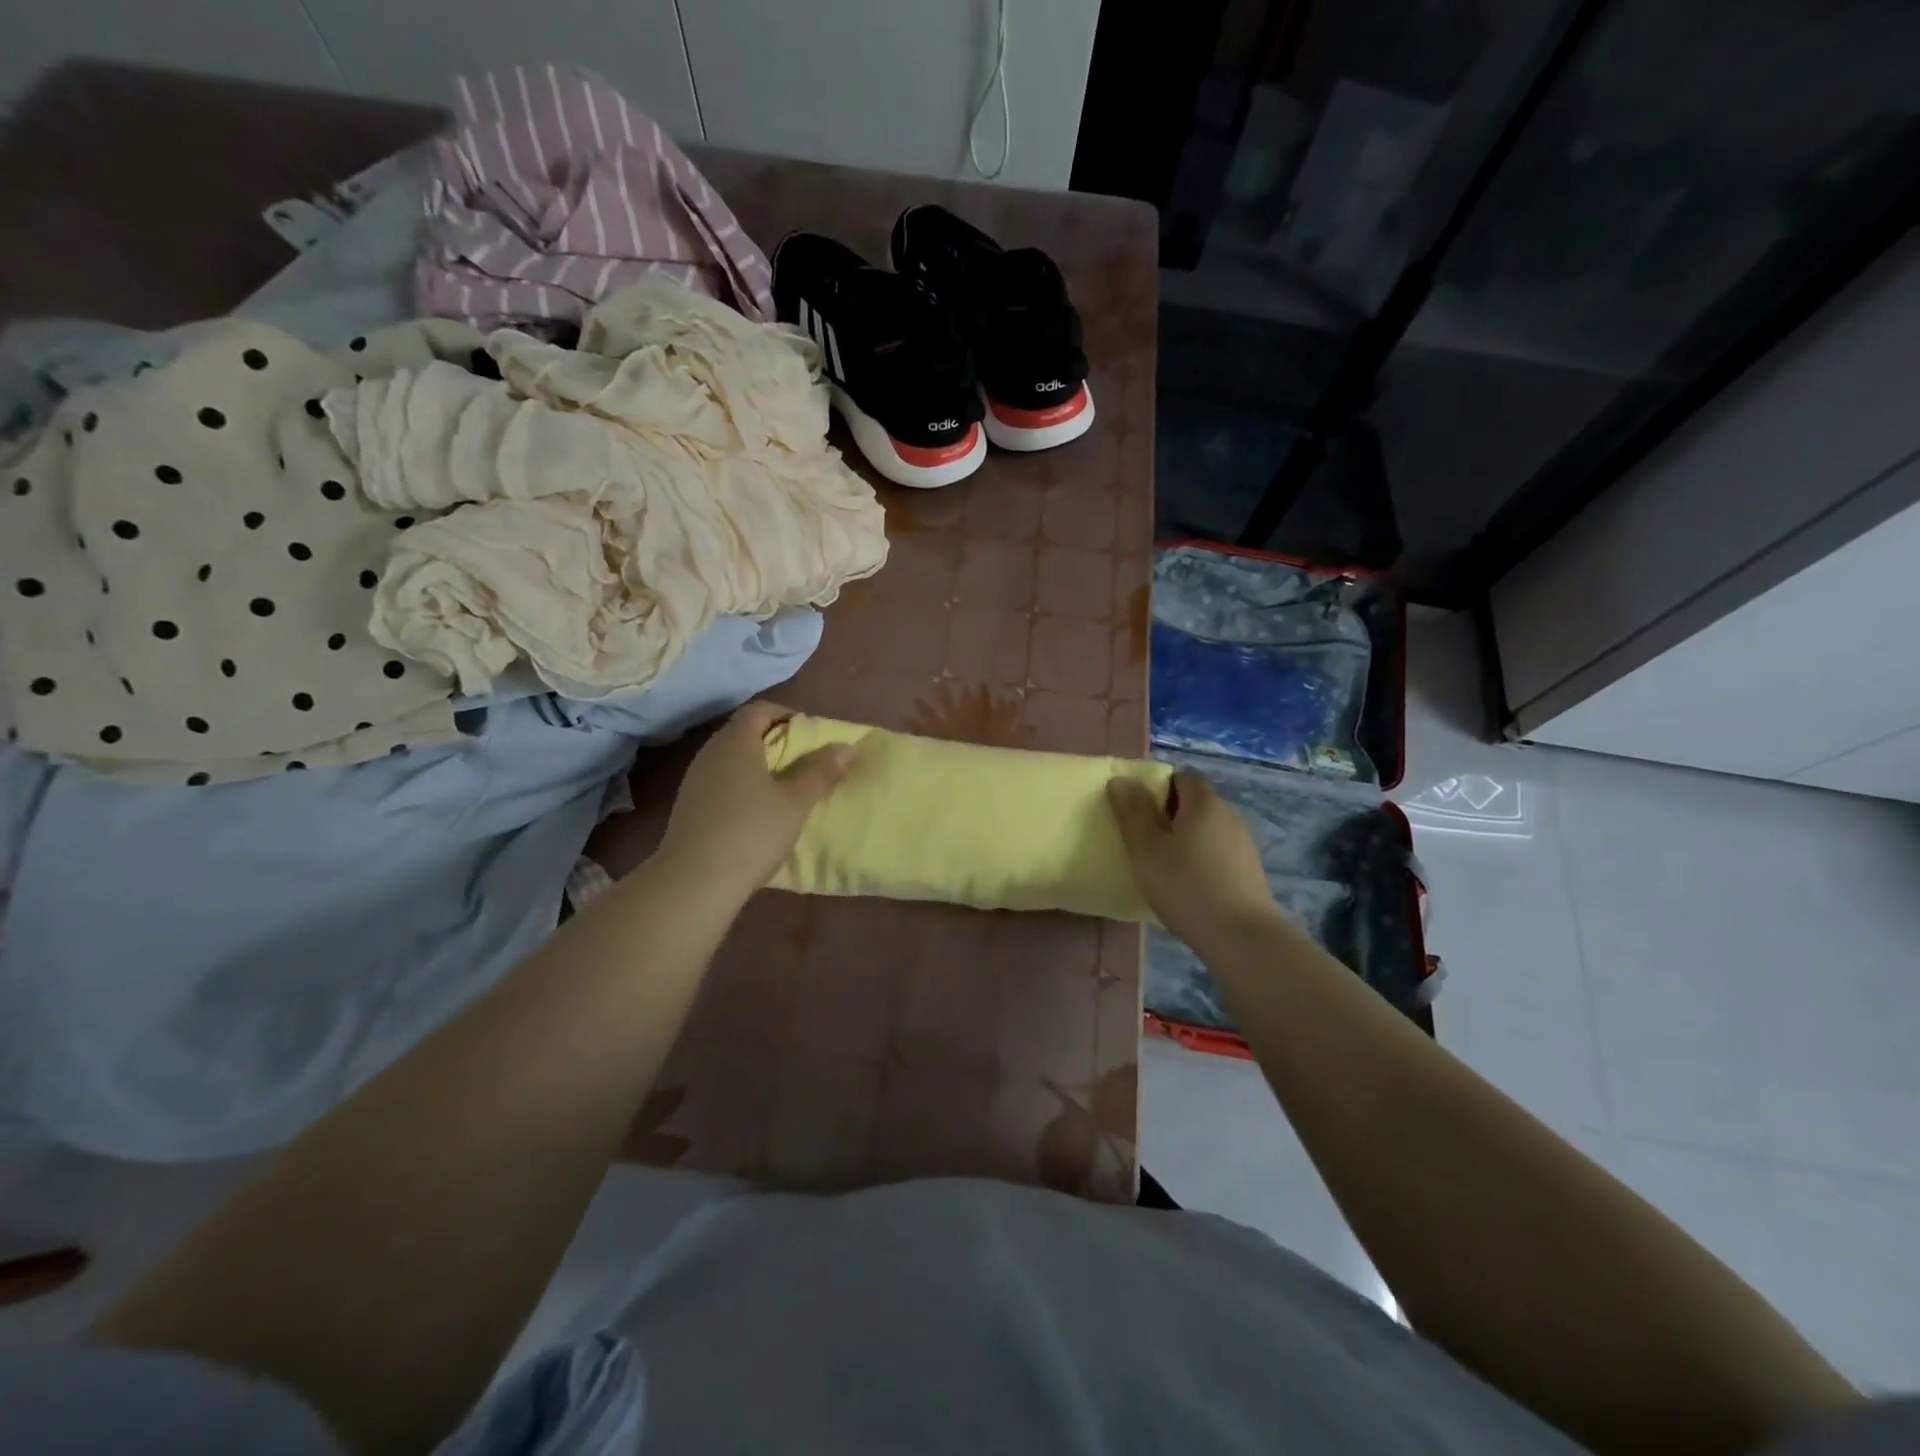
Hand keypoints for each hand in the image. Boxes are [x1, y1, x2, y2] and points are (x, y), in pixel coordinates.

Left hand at [656, 701, 856, 905]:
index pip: (760, 710)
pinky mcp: (689, 807)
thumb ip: (821, 771)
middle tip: (805, 763)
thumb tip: (846, 747)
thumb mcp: (796, 802)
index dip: (787, 715)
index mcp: (736, 742)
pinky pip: (722, 782)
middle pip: (745, 733)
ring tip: (786, 790)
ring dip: (759, 767)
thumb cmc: (752, 832)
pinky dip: (743, 787)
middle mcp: (711, 752)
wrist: (694, 882)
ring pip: (732, 760)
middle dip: (776, 741)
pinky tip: (758, 813)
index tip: (811, 735)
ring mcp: (695, 780)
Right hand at [1107, 770, 1276, 944]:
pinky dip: (1201, 858)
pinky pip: (1218, 851)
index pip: (1180, 777)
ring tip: (1164, 866)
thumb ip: (1132, 811)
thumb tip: (1121, 779)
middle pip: (1195, 802)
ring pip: (1207, 828)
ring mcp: (1243, 843)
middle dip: (1169, 814)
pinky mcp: (1249, 870)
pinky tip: (1189, 885)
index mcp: (1204, 802)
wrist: (1241, 937)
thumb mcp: (1146, 848)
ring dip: (1186, 838)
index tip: (1138, 813)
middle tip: (1144, 841)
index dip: (1157, 788)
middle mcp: (1228, 814)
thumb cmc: (1185, 886)